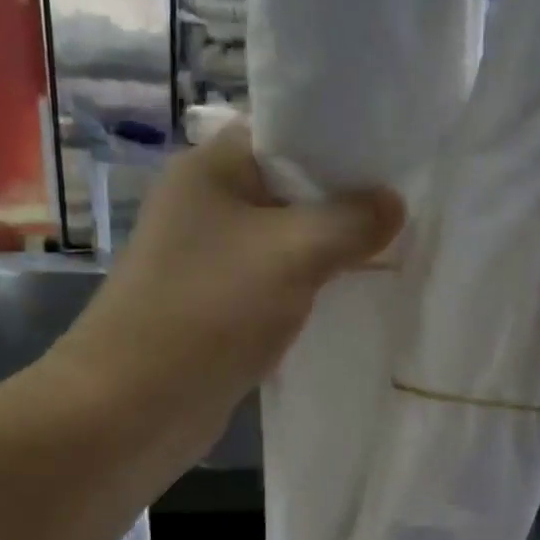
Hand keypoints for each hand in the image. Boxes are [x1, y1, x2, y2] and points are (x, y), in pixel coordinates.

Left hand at [59, 125, 404, 453]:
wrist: (135, 406)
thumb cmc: (210, 310)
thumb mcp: (293, 253)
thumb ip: (350, 222)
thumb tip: (393, 204)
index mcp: (212, 170)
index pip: (286, 134)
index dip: (341, 144)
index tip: (395, 163)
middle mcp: (206, 208)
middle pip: (290, 191)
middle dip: (344, 205)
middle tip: (405, 216)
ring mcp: (209, 263)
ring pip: (284, 245)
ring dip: (329, 254)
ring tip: (390, 256)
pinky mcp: (217, 312)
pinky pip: (274, 289)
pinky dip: (307, 292)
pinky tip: (348, 301)